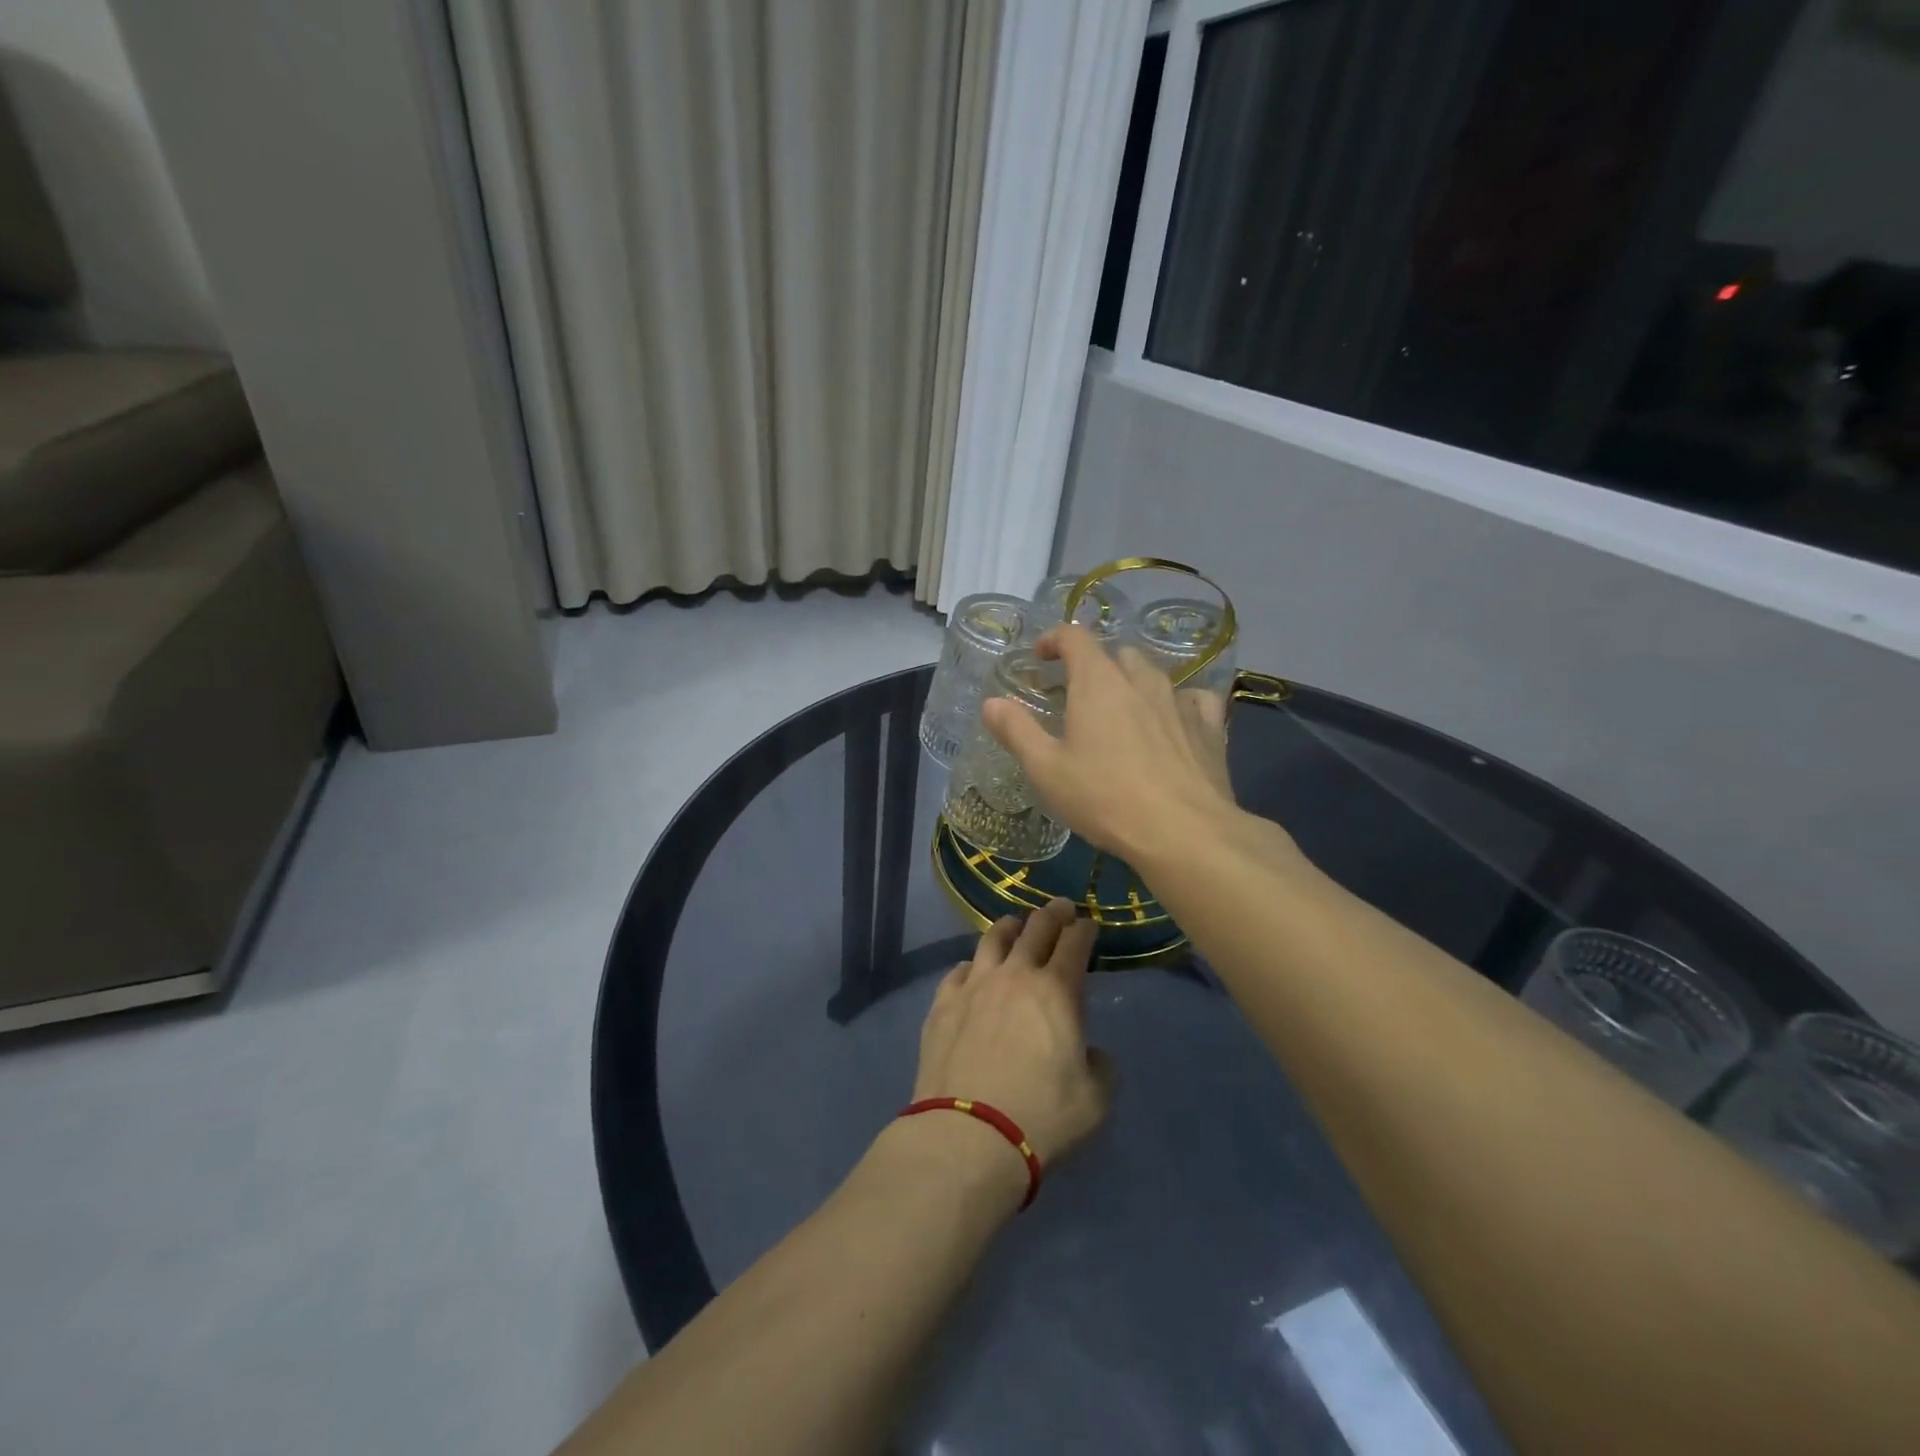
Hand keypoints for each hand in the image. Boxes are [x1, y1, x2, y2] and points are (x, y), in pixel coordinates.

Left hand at [912, 899, 1115, 1168]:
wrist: (968, 1135)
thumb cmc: (1042, 1116)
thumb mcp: (1095, 1099)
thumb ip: (1100, 1065)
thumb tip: (1088, 1052)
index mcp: (1057, 990)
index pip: (1074, 943)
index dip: (1084, 930)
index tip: (1088, 925)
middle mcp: (1015, 975)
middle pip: (1035, 929)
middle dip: (1053, 914)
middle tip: (1061, 908)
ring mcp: (974, 985)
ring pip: (993, 939)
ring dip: (1010, 927)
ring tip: (1015, 925)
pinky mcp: (943, 1003)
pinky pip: (959, 970)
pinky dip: (974, 965)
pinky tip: (974, 971)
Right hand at [980, 624, 1239, 861]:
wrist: (1183, 831)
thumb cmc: (1104, 798)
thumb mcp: (1046, 769)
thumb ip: (1017, 731)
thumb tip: (991, 703)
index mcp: (1098, 682)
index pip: (1074, 637)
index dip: (1054, 639)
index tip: (1040, 656)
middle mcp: (1141, 680)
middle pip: (1116, 654)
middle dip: (1094, 666)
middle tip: (1077, 695)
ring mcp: (1180, 700)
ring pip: (1154, 675)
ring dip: (1132, 683)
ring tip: (1121, 711)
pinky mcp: (1210, 727)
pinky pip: (1193, 699)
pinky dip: (1177, 703)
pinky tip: (1173, 723)